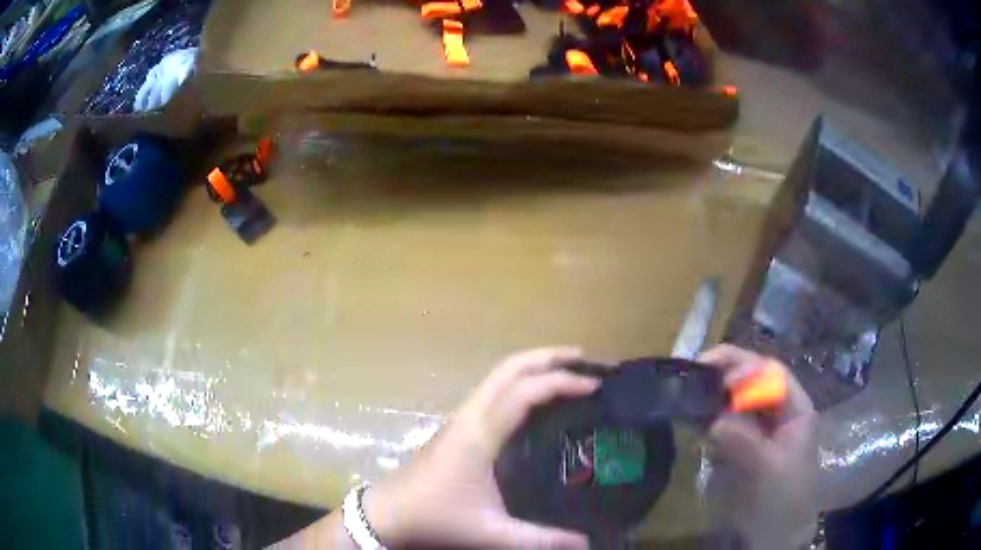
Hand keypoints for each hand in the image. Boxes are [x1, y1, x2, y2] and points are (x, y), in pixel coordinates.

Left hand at [364, 347, 597, 548]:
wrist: (388, 513)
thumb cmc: (436, 518)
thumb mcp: (491, 532)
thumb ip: (540, 540)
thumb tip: (585, 544)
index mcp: (479, 434)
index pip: (523, 392)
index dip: (561, 381)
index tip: (594, 385)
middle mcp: (469, 416)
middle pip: (508, 368)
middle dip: (547, 357)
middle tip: (584, 359)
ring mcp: (460, 418)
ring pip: (497, 375)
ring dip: (532, 366)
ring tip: (566, 372)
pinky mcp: (457, 426)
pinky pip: (492, 390)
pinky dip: (519, 381)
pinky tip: (535, 400)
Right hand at [699, 344, 818, 549]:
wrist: (773, 535)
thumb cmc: (781, 499)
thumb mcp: (767, 469)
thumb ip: (744, 441)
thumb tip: (714, 421)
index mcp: (794, 409)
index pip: (772, 374)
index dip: (747, 369)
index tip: (719, 378)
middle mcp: (776, 413)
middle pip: (754, 381)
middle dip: (728, 372)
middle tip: (697, 368)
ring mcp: (758, 431)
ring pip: (737, 401)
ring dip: (716, 394)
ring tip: (691, 391)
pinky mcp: (741, 448)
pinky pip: (725, 425)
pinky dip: (710, 419)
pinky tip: (695, 419)